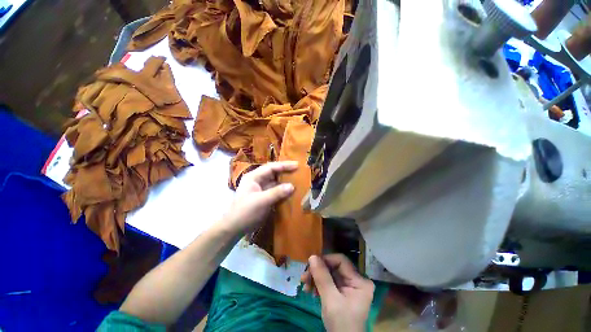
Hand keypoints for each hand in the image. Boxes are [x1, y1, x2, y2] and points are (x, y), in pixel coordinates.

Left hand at [222, 161, 297, 233]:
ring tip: (299, 180)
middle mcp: (258, 180)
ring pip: (276, 182)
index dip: (284, 165)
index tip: (297, 165)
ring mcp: (261, 189)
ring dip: (286, 182)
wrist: (235, 228)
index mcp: (254, 177)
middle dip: (286, 172)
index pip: (271, 167)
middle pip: (274, 173)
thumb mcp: (260, 201)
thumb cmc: (245, 212)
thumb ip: (276, 193)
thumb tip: (292, 186)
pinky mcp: (265, 197)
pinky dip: (284, 191)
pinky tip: (292, 192)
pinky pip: (276, 191)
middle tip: (299, 171)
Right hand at [301, 254, 374, 331]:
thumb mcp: (331, 300)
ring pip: (330, 274)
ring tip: (305, 286)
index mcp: (360, 281)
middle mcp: (356, 280)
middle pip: (334, 267)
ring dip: (316, 278)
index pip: (341, 261)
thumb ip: (322, 277)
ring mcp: (349, 286)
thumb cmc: (341, 323)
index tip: (311, 265)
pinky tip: (310, 291)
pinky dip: (319, 285)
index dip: (325, 260)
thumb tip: (312, 256)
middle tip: (304, 277)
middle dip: (318, 271)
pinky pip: (329, 282)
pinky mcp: (343, 292)